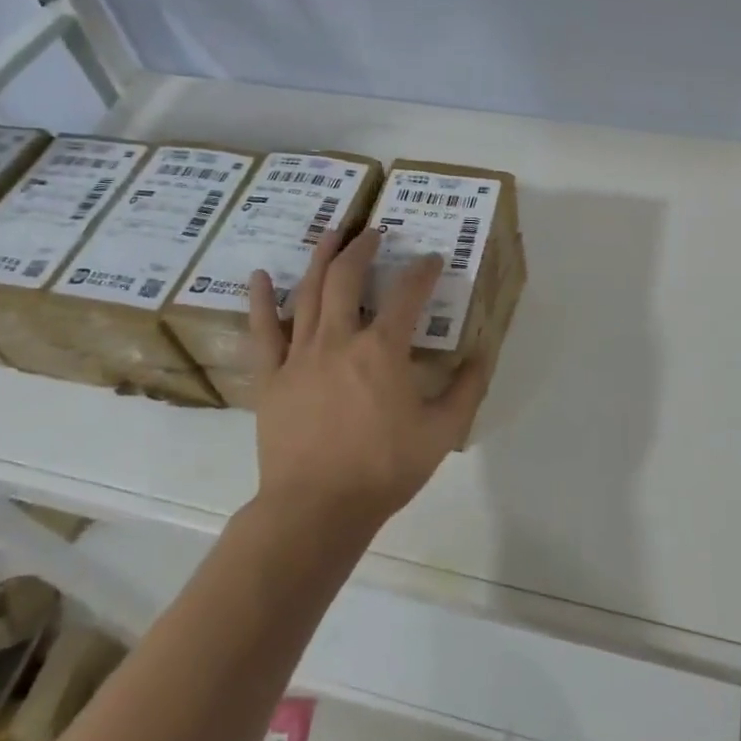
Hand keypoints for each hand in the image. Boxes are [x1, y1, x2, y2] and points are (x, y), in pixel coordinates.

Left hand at [247, 231, 491, 530]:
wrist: (316, 509)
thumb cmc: (383, 470)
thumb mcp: (441, 432)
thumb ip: (466, 390)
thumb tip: (483, 354)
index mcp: (382, 350)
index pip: (407, 294)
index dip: (422, 270)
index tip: (431, 259)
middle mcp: (339, 339)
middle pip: (346, 277)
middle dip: (363, 248)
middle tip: (374, 232)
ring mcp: (300, 355)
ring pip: (307, 292)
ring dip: (320, 258)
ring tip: (332, 234)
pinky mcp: (271, 376)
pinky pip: (263, 331)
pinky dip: (260, 300)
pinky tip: (258, 276)